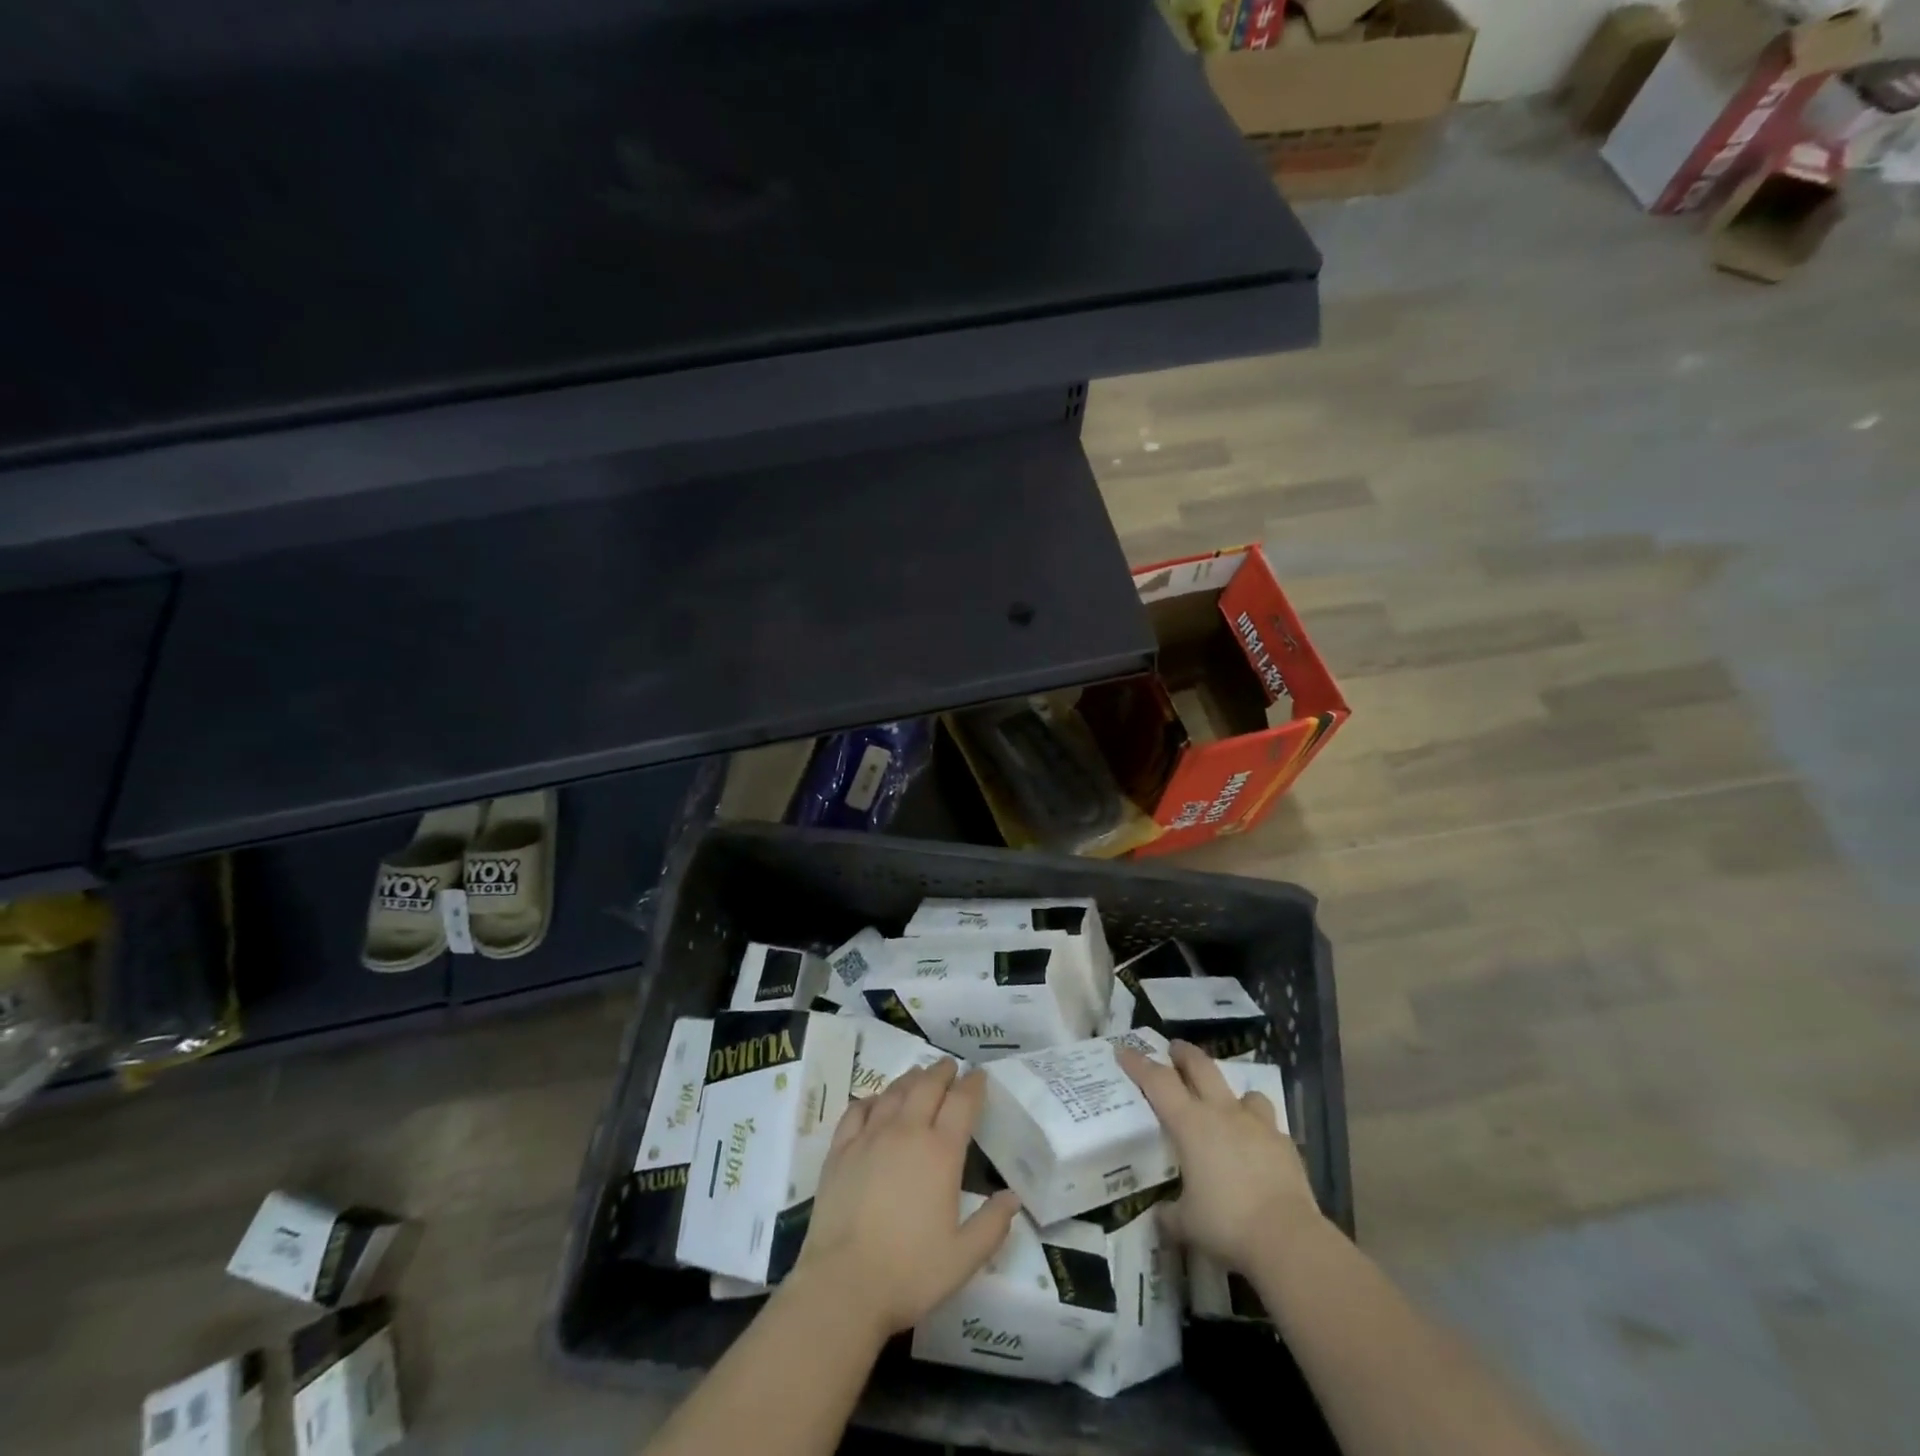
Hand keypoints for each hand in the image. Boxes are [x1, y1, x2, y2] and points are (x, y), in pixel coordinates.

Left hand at [797, 1060, 1021, 1336]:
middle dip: (942, 1071)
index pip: (962, 1103)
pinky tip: (875, 1102)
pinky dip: (871, 1099)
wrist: (843, 1284)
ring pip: (894, 1092)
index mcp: (941, 1153)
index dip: (973, 1085)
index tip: (979, 1075)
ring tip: (918, 1075)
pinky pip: (857, 1110)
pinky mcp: (840, 1150)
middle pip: (927, 1086)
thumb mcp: (964, 1258)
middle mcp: (907, 1132)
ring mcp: (870, 1137)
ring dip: (910, 1079)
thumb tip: (1013, 1197)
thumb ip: (992, 1224)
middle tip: (950, 1066)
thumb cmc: (910, 1273)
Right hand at [1118, 1039, 1321, 1271]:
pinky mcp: (1284, 1143)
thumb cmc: (1226, 1223)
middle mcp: (1222, 1113)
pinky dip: (1258, 1129)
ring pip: (1242, 1091)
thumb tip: (1161, 1216)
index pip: (1158, 1081)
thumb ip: (1170, 1215)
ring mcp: (1257, 1124)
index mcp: (1190, 1124)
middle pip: (1200, 1066)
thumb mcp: (1186, 1224)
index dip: (1138, 1063)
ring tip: (1226, 1104)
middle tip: (1173, 1049)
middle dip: (1184, 1054)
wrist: (1288, 1238)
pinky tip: (1257, 1147)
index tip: (1124, 1050)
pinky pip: (1268, 1124)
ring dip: (1230, 1092)